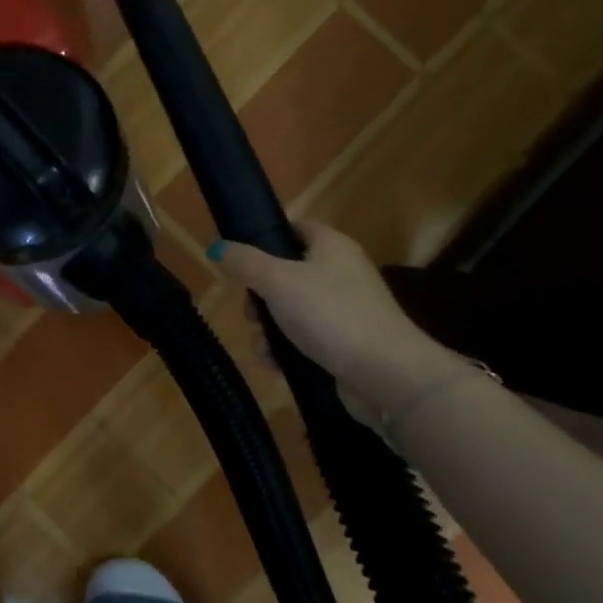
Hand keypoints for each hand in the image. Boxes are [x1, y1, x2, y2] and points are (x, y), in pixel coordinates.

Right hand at [215, 222, 462, 413]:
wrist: (386, 374)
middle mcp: (341, 273)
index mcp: (332, 247)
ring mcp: (345, 311)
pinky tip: (275, 366)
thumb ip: (244, 263)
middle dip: (260, 297)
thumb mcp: (277, 282)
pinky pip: (305, 340)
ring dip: (269, 330)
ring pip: (292, 311)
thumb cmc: (330, 314)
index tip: (240, 258)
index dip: (267, 238)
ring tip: (262, 349)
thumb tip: (216, 247)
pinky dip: (287, 351)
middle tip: (250, 314)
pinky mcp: (345, 344)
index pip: (296, 228)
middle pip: (287, 274)